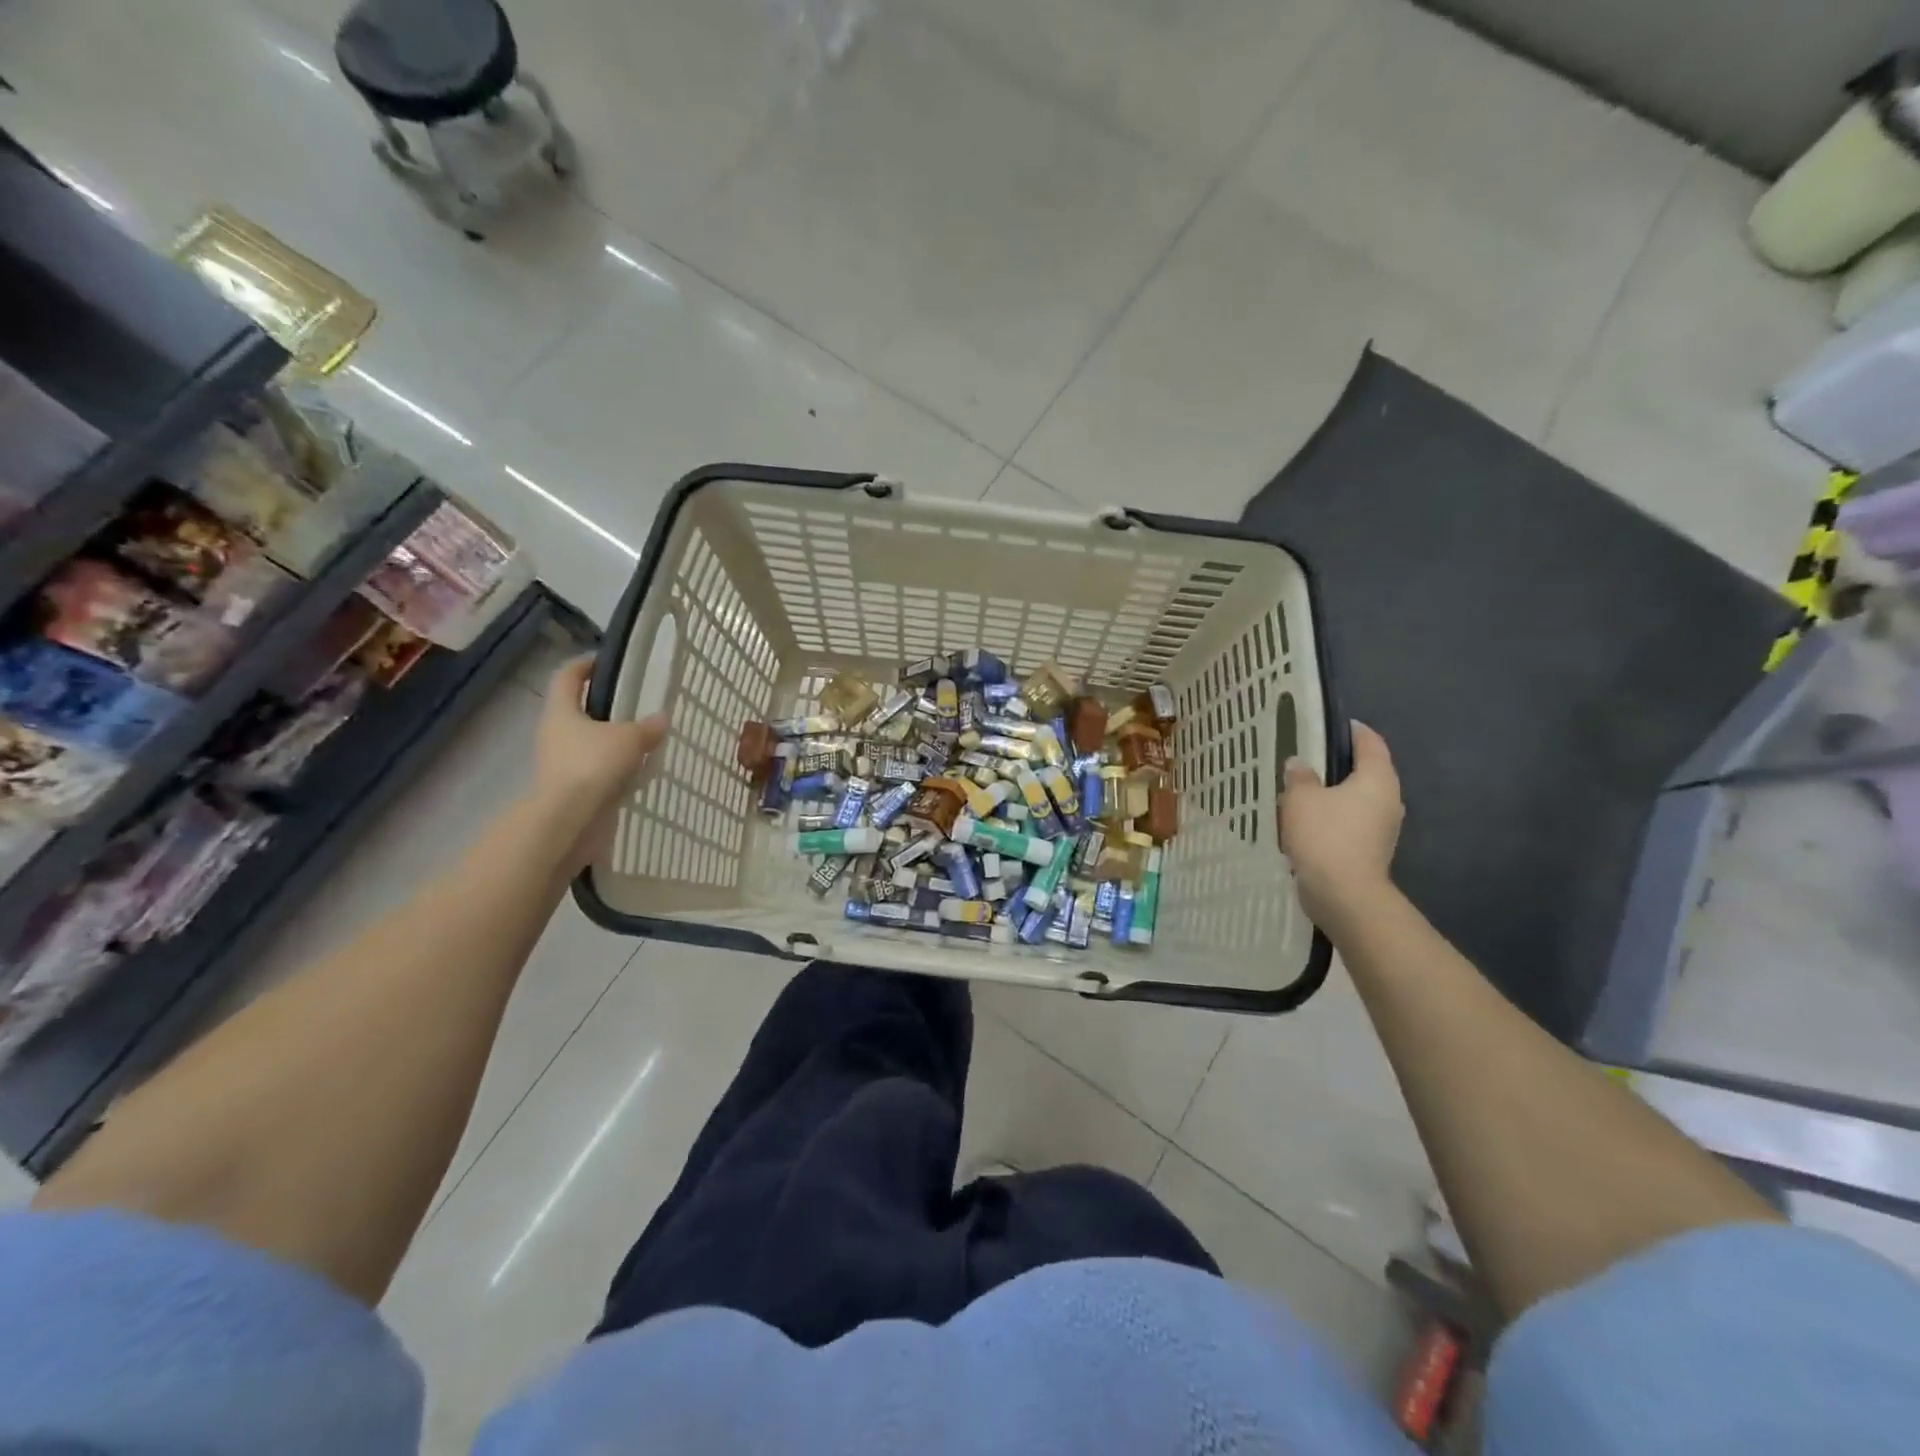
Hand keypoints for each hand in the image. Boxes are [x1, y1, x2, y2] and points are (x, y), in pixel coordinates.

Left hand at [536, 657, 667, 873]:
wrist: (569, 821)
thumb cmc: (593, 766)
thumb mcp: (629, 739)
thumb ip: (647, 727)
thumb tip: (661, 718)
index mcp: (561, 712)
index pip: (567, 677)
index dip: (584, 665)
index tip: (605, 661)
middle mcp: (555, 734)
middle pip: (577, 711)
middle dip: (603, 708)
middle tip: (634, 705)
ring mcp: (560, 764)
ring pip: (588, 743)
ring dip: (611, 741)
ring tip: (643, 741)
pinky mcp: (571, 790)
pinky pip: (596, 770)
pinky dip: (614, 769)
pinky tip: (638, 772)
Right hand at [1280, 722, 1402, 933]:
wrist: (1344, 895)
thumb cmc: (1325, 836)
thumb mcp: (1301, 798)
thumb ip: (1299, 777)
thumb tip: (1298, 764)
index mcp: (1377, 779)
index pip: (1371, 743)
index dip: (1354, 730)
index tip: (1334, 723)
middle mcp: (1388, 800)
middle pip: (1367, 772)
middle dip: (1340, 764)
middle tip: (1310, 757)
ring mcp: (1382, 828)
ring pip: (1357, 800)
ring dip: (1334, 794)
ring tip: (1302, 790)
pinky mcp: (1370, 850)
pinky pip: (1350, 823)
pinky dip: (1332, 818)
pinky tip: (1306, 822)